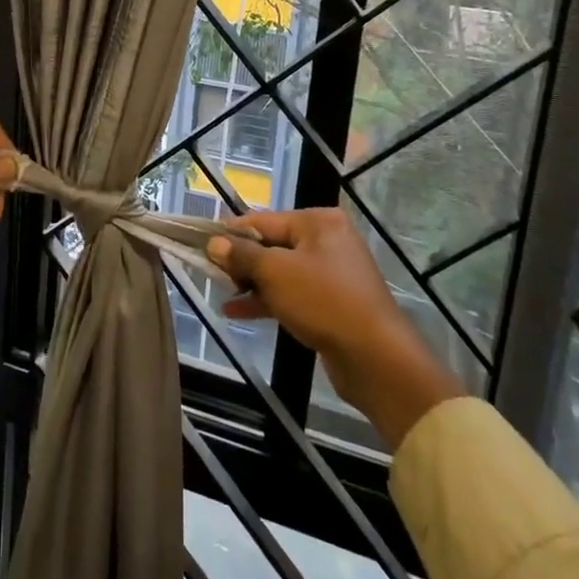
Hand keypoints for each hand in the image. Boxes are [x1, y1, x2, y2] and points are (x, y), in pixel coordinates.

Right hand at [208, 209, 462, 449]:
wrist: (376, 358)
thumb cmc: (324, 301)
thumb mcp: (275, 272)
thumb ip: (242, 255)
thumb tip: (214, 243)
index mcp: (318, 222)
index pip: (264, 220)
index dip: (231, 232)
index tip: (201, 242)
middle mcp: (327, 241)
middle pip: (272, 244)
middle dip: (241, 260)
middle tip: (210, 272)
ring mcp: (331, 273)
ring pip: (280, 271)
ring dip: (251, 282)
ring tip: (220, 292)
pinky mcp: (332, 303)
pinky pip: (291, 294)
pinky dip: (267, 300)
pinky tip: (237, 311)